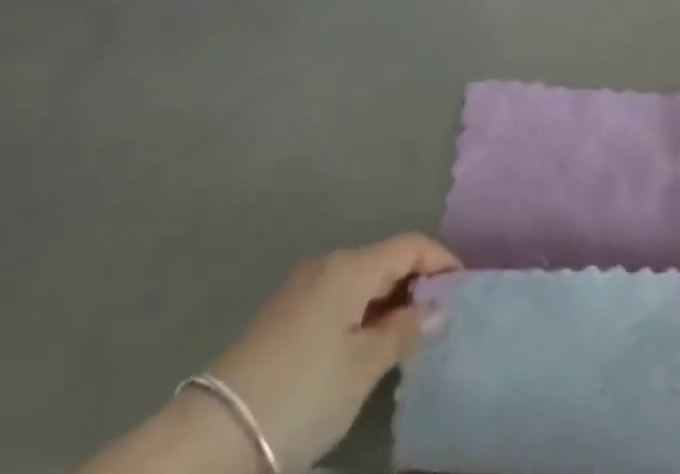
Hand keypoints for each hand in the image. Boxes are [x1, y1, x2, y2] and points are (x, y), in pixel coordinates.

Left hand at [209, 234, 460, 468]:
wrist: (214, 435)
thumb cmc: (302, 392)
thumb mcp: (362, 367)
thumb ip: (405, 332)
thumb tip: (439, 309)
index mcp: (350, 266)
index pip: (410, 245)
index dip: (441, 261)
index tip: (465, 288)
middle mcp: (327, 264)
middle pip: (385, 260)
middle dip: (416, 284)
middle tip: (441, 320)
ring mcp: (301, 288)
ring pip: (361, 282)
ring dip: (388, 302)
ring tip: (409, 338)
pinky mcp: (283, 314)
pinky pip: (338, 299)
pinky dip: (362, 313)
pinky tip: (367, 347)